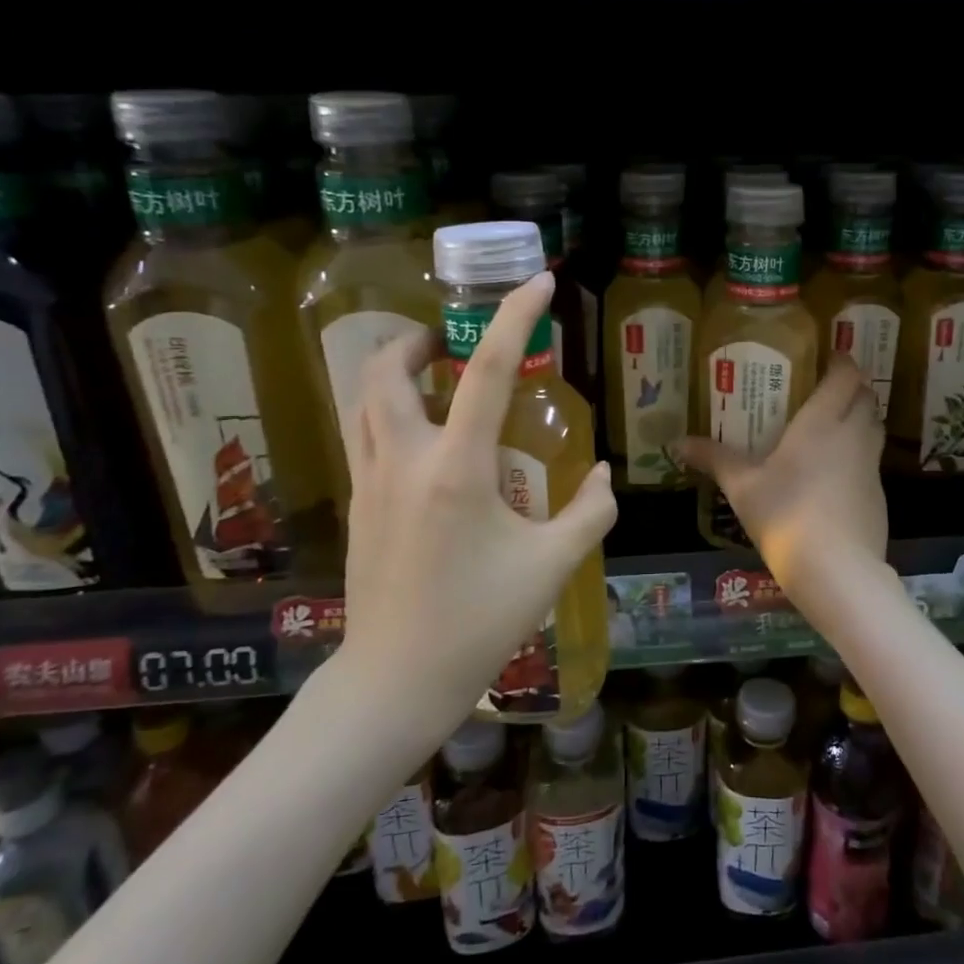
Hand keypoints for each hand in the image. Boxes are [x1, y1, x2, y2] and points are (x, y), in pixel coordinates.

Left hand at [339, 272, 616, 729]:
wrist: (396, 680)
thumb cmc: (479, 621)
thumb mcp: (553, 566)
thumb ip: (591, 513)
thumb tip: (605, 475)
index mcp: (458, 469)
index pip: (488, 371)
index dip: (516, 318)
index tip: (538, 283)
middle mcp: (405, 460)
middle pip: (388, 369)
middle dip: (419, 339)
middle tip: (454, 343)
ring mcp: (371, 481)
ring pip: (364, 398)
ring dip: (395, 371)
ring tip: (435, 376)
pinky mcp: (358, 504)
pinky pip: (365, 433)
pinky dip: (389, 409)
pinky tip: (424, 438)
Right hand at [678, 356, 887, 607]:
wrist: (836, 570)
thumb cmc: (784, 514)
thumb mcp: (742, 486)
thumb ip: (714, 459)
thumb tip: (676, 442)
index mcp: (822, 421)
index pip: (846, 375)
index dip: (841, 362)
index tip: (828, 359)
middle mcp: (853, 435)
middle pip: (866, 398)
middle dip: (852, 390)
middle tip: (825, 393)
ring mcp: (871, 467)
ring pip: (874, 429)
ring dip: (860, 421)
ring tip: (831, 429)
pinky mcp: (879, 497)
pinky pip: (872, 463)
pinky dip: (859, 458)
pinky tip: (834, 478)